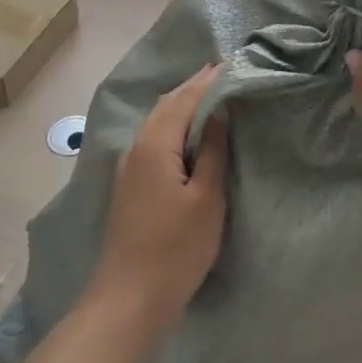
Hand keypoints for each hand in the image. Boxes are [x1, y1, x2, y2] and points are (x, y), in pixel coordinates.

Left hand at [87, 64, 228, 339]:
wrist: (129, 300)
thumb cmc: (176, 249)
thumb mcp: (206, 198)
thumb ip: (212, 150)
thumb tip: (219, 111)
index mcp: (155, 145)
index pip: (183, 99)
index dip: (208, 80)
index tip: (232, 62)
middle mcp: (136, 148)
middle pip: (166, 106)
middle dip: (193, 87)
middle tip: (223, 73)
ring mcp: (129, 169)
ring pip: (157, 123)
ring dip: (182, 105)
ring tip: (211, 97)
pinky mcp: (131, 187)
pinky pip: (154, 140)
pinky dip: (174, 126)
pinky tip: (189, 136)